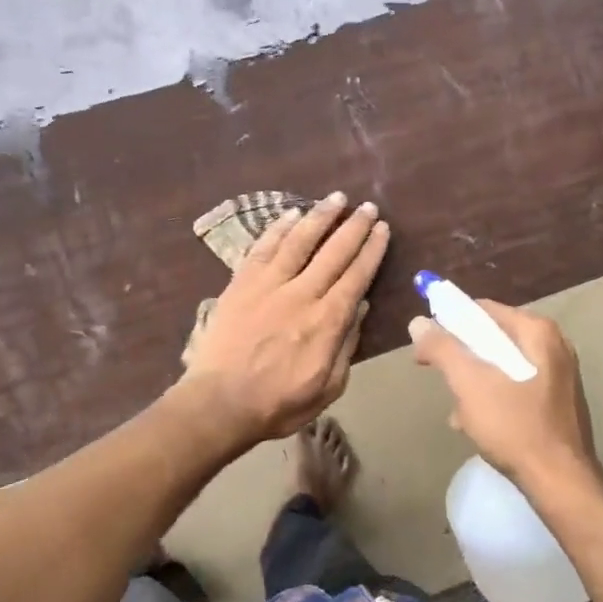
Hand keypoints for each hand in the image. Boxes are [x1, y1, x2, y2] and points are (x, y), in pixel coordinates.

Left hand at [178, 193, 389, 446]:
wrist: (219, 403)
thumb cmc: (277, 403)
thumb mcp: (328, 387)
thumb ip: (346, 346)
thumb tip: (360, 308)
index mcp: (327, 321)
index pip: (357, 276)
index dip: (372, 250)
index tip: (382, 229)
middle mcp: (301, 294)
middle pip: (333, 252)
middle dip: (354, 227)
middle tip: (368, 206)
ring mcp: (268, 285)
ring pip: (299, 241)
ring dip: (320, 216)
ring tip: (336, 198)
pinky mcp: (241, 283)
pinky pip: (263, 248)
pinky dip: (279, 229)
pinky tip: (292, 214)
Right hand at [409, 301, 600, 493]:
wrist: (561, 484)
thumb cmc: (515, 427)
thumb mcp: (469, 384)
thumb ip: (442, 348)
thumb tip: (418, 323)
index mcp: (537, 332)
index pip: (482, 311)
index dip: (449, 323)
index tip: (427, 346)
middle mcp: (553, 346)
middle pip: (492, 339)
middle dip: (462, 358)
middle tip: (442, 379)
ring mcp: (559, 376)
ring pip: (502, 366)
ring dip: (475, 383)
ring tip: (459, 410)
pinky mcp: (558, 403)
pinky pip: (516, 388)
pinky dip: (494, 399)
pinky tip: (478, 424)